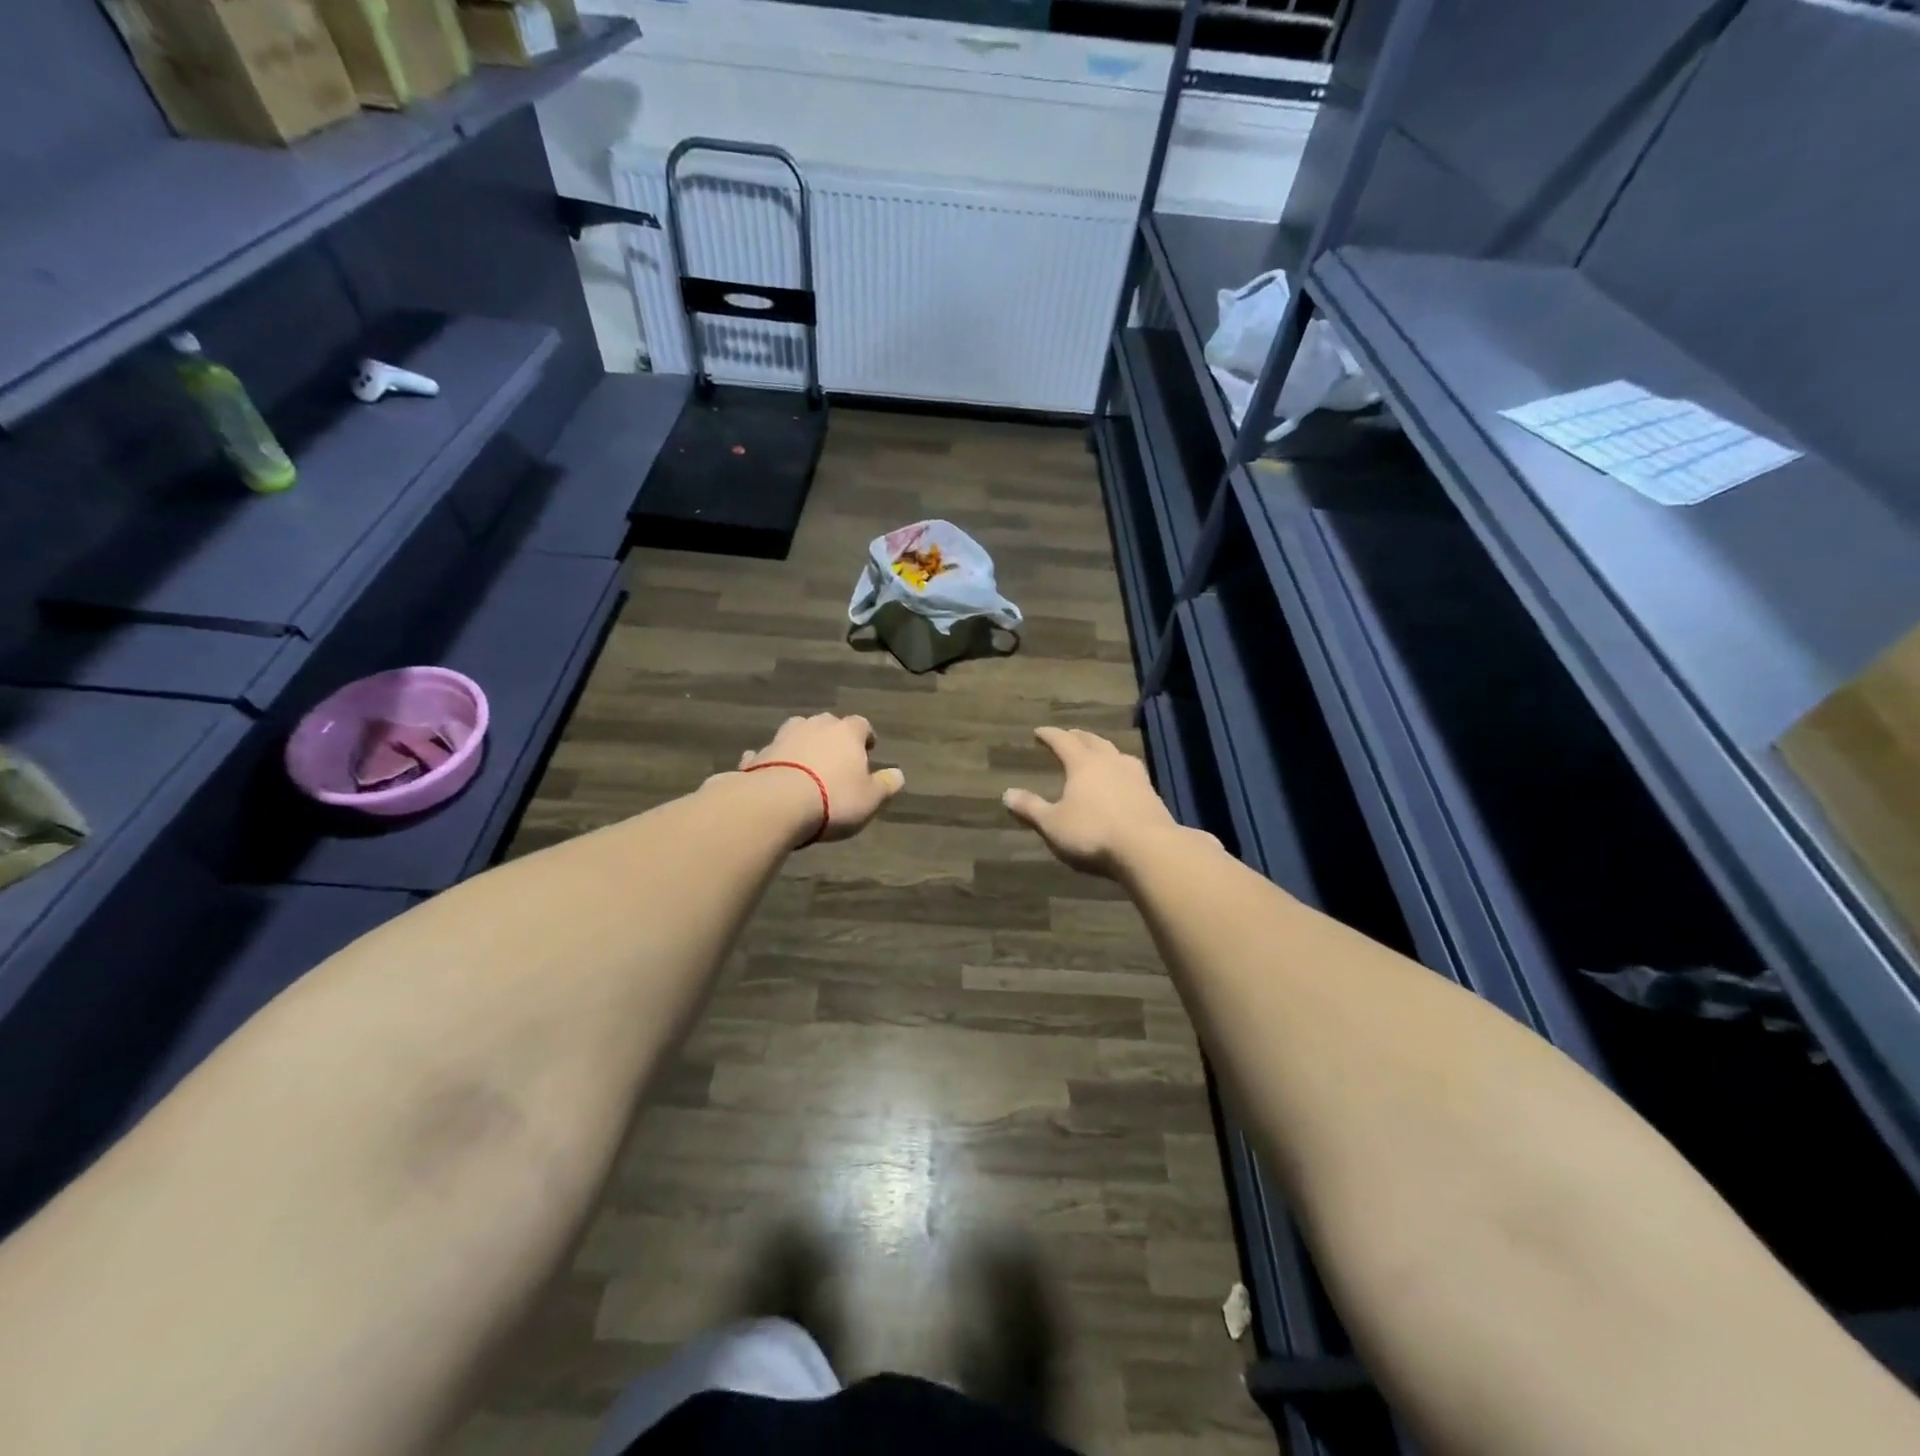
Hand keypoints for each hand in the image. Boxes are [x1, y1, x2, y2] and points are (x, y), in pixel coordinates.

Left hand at [737, 713, 905, 843]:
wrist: (777, 804)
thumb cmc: (834, 799)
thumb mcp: (870, 799)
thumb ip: (886, 785)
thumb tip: (898, 774)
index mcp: (846, 732)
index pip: (861, 724)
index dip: (866, 737)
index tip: (868, 749)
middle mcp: (814, 726)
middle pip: (827, 724)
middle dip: (832, 737)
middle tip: (836, 758)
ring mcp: (782, 738)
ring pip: (796, 732)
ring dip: (801, 744)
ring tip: (805, 764)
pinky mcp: (758, 755)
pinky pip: (767, 754)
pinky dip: (772, 760)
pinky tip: (771, 773)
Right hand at [1002, 727, 1184, 878]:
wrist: (1148, 848)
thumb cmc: (1093, 833)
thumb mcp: (1053, 824)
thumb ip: (1030, 808)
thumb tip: (1006, 794)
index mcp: (1083, 764)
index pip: (1063, 741)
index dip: (1049, 735)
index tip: (1039, 732)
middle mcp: (1109, 761)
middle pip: (1092, 741)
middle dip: (1077, 736)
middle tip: (1069, 735)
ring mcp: (1134, 775)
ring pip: (1115, 752)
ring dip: (1103, 749)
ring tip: (1097, 752)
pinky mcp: (1151, 793)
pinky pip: (1131, 770)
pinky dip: (1120, 768)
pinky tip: (1122, 778)